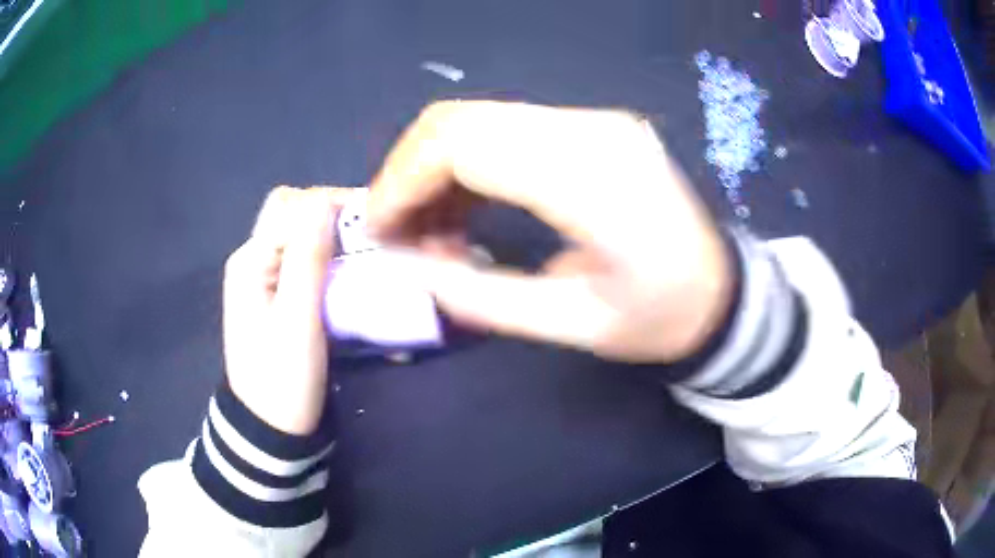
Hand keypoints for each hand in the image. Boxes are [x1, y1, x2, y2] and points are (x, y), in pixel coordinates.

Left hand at [223, 187, 357, 434]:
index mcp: (250, 260)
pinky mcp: (274, 294)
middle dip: (331, 214)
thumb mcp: (297, 321)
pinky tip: (347, 271)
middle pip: (292, 214)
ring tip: (366, 251)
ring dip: (332, 235)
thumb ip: (307, 259)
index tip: (375, 220)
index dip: (334, 203)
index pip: (293, 205)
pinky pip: (301, 259)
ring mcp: (262, 277)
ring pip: (298, 234)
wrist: (270, 426)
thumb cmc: (283, 378)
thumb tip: (324, 201)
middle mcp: (253, 259)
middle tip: (369, 235)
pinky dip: (326, 256)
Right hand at [368, 101, 732, 362]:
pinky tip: (464, 208)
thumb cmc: (660, 319)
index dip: (403, 182)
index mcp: (594, 179)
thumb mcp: (572, 324)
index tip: (378, 231)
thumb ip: (479, 295)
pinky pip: (505, 130)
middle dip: (408, 173)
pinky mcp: (591, 127)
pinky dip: (468, 165)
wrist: (721, 291)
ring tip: (430, 231)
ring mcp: (593, 121)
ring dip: (435, 170)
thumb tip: (404, 265)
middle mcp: (591, 129)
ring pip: (478, 120)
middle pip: (461, 119)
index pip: (465, 145)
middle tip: (396, 232)